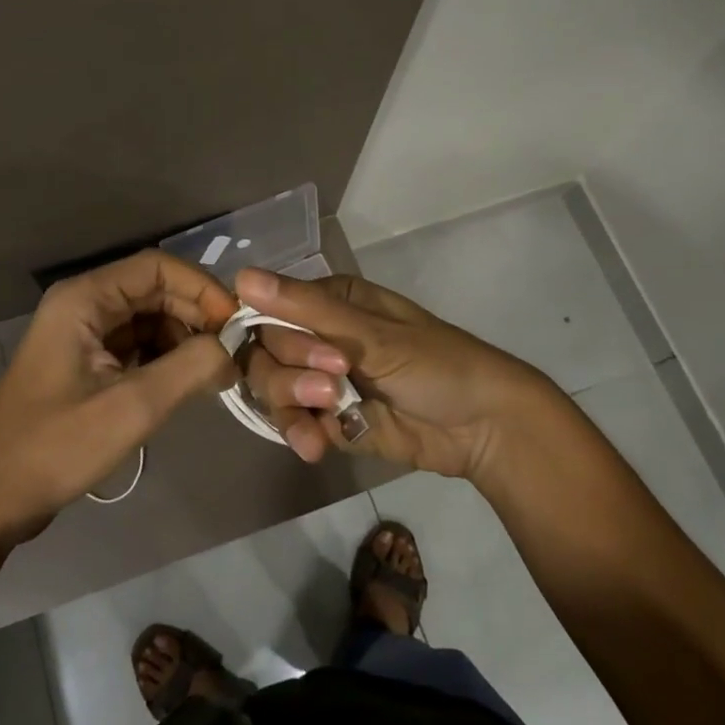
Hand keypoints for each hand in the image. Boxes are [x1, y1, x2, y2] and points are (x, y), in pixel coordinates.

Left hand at [0, 250, 239, 548]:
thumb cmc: (54, 447)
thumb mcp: (132, 407)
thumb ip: (190, 368)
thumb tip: (232, 349)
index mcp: (84, 299)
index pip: (157, 267)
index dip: (202, 289)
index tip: (236, 325)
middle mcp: (82, 305)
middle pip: (154, 291)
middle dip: (196, 317)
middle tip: (232, 355)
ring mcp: (81, 335)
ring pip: (147, 320)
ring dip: (183, 340)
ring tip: (215, 374)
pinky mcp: (84, 365)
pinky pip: (134, 347)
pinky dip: (164, 360)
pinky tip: (187, 385)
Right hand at [234, 266, 549, 479]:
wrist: (483, 427)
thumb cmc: (436, 363)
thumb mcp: (371, 333)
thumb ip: (305, 309)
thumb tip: (241, 277)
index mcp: (329, 301)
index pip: (268, 309)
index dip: (269, 332)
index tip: (291, 350)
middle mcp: (317, 335)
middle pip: (264, 352)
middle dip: (291, 371)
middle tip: (331, 383)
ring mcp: (320, 379)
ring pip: (273, 388)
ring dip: (292, 403)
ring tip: (330, 414)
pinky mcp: (327, 420)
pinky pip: (292, 423)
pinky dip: (299, 433)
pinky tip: (316, 447)